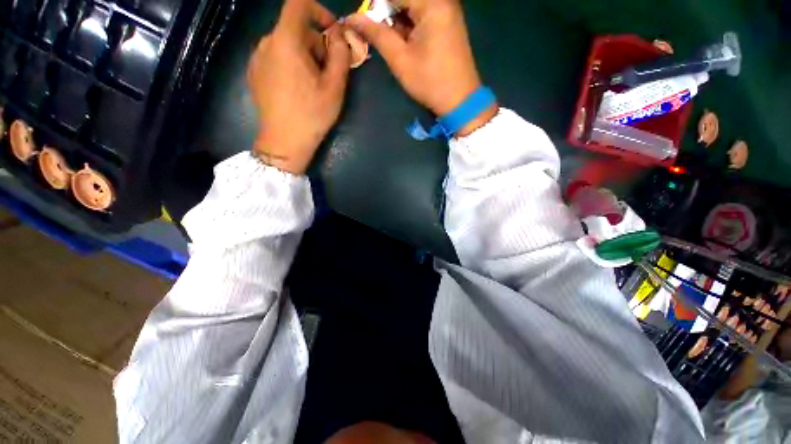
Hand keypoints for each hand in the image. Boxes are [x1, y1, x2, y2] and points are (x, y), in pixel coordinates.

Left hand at [248, 0, 350, 174]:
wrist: (284, 141)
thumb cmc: (312, 114)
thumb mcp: (335, 87)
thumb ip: (341, 55)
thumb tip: (339, 35)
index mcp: (286, 41)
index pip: (298, 4)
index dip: (319, 11)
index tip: (332, 33)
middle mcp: (266, 42)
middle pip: (294, 29)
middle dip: (316, 44)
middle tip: (328, 72)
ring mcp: (257, 58)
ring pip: (285, 44)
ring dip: (304, 55)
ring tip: (313, 85)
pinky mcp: (254, 73)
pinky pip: (275, 57)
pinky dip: (290, 64)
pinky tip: (297, 90)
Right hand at [346, 0, 496, 135]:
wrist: (460, 100)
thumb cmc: (430, 82)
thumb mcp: (400, 59)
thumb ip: (377, 34)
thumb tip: (352, 18)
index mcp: (432, 3)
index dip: (375, 6)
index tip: (364, 23)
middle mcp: (442, 0)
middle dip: (386, 12)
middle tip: (378, 34)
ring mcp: (447, 9)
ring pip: (412, 6)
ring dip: (397, 20)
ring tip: (394, 44)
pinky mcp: (447, 21)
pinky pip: (422, 14)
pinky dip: (408, 25)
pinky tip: (405, 42)